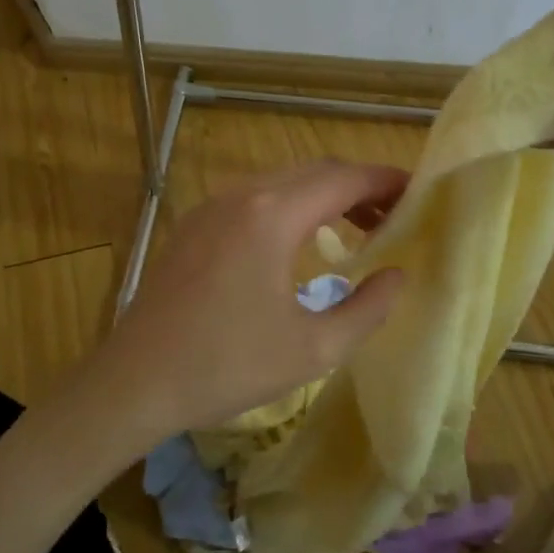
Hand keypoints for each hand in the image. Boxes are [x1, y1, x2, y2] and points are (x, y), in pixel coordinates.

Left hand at [81, 161, 407, 450]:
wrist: (135, 381)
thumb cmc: (226, 367)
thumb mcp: (312, 350)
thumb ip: (367, 309)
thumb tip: (397, 276)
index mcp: (272, 217)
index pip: (344, 179)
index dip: (386, 181)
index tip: (419, 193)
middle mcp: (242, 196)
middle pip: (315, 171)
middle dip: (360, 186)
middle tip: (394, 216)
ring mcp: (212, 206)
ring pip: (283, 181)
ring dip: (324, 195)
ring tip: (357, 227)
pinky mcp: (194, 224)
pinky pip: (255, 197)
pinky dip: (290, 205)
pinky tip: (300, 241)